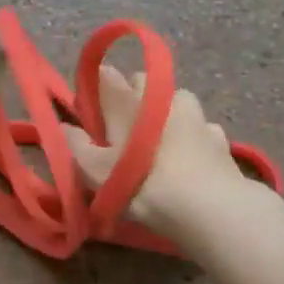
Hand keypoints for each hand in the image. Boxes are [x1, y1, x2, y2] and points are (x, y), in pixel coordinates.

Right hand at [63, 65, 247, 240]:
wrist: (208, 207)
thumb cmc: (141, 183)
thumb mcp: (94, 171)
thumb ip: (75, 145)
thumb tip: (64, 126)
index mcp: (127, 101)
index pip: (105, 75)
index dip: (96, 88)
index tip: (90, 111)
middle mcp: (161, 96)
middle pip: (141, 82)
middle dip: (132, 96)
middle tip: (123, 128)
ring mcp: (194, 114)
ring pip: (176, 100)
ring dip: (167, 111)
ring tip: (161, 140)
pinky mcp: (219, 135)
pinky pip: (202, 126)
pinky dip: (194, 135)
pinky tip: (191, 157)